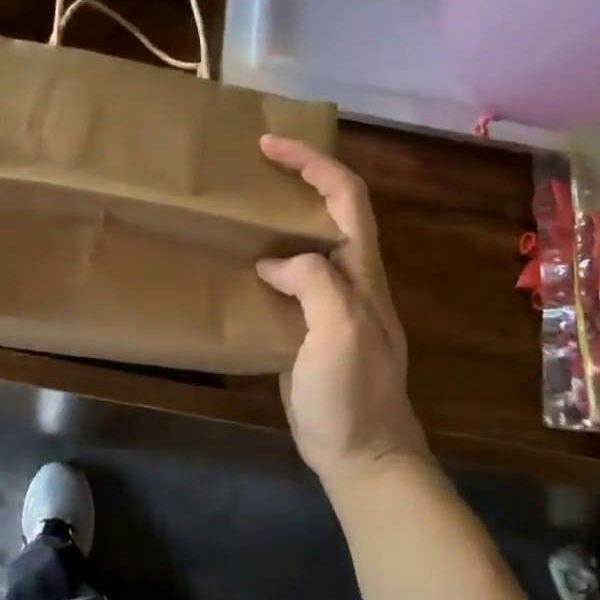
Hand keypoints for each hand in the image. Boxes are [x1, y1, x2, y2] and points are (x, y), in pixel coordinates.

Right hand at [256, 135, 428, 486]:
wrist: (361, 454)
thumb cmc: (354, 394)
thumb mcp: (340, 333)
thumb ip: (316, 284)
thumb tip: (276, 263)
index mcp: (362, 273)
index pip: (346, 198)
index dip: (312, 164)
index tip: (270, 145)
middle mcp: (349, 279)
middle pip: (330, 212)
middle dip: (297, 179)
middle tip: (250, 169)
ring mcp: (328, 305)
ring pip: (307, 244)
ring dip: (278, 218)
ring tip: (238, 208)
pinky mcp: (306, 328)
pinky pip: (288, 280)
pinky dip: (265, 260)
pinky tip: (237, 266)